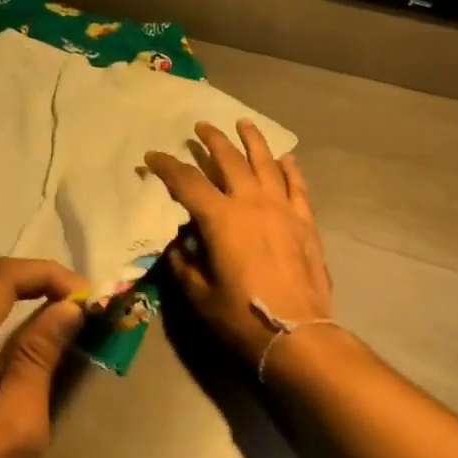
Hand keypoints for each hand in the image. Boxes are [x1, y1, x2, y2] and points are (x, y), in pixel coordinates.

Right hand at [144, 120, 332, 368]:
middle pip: (229, 160)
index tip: (152, 157)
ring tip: (244, 123)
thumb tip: (179, 243)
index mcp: (221, 218)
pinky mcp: (305, 222)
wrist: (298, 333)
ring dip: (253, 140)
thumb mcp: (200, 295)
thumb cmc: (242, 317)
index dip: (166, 167)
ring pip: (267, 163)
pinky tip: (285, 158)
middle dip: (212, 140)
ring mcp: (283, 209)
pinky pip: (297, 185)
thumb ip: (185, 264)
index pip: (187, 182)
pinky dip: (290, 168)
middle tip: (200, 127)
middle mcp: (252, 203)